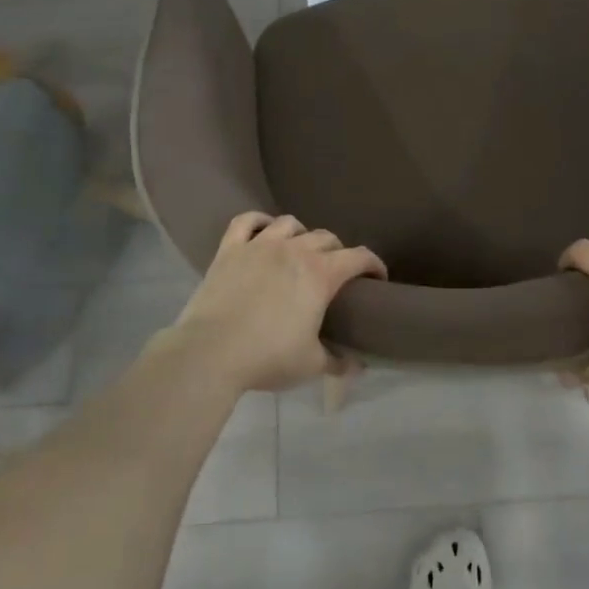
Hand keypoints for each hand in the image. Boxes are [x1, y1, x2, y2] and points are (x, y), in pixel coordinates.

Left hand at [163, 212, 385, 393]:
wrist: (211, 353)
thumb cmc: (268, 357)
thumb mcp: (311, 365)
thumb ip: (338, 362)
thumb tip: (357, 366)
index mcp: (321, 274)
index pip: (359, 257)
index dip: (373, 265)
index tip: (377, 278)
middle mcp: (294, 251)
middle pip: (327, 238)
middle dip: (338, 252)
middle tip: (336, 274)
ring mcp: (259, 245)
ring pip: (290, 224)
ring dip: (302, 235)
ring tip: (300, 251)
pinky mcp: (229, 250)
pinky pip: (246, 221)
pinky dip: (259, 221)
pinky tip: (263, 231)